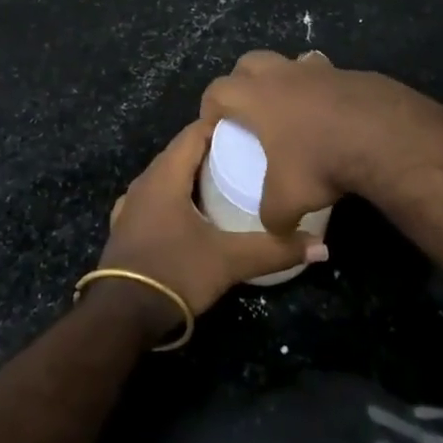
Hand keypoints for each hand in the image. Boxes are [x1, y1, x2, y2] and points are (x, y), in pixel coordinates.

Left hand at [95, 119, 327, 335]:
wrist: (121, 317)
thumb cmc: (174, 272)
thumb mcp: (229, 261)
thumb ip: (274, 250)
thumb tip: (321, 247)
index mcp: (165, 175)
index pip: (194, 132)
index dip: (221, 125)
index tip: (251, 128)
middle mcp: (144, 181)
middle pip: (180, 152)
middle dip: (211, 150)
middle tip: (246, 155)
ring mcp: (130, 205)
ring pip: (165, 176)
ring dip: (191, 174)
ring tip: (224, 182)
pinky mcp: (125, 227)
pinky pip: (154, 198)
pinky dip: (174, 196)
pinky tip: (191, 212)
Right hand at [199, 51, 442, 235]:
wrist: (383, 136)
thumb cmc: (321, 161)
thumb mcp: (288, 200)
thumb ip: (272, 216)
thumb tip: (275, 229)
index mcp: (257, 96)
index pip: (218, 90)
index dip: (210, 106)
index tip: (214, 126)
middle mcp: (284, 74)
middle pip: (250, 62)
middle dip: (242, 81)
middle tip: (248, 110)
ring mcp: (319, 69)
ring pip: (291, 62)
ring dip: (285, 80)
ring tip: (292, 110)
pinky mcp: (350, 74)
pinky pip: (326, 76)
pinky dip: (322, 92)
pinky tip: (333, 118)